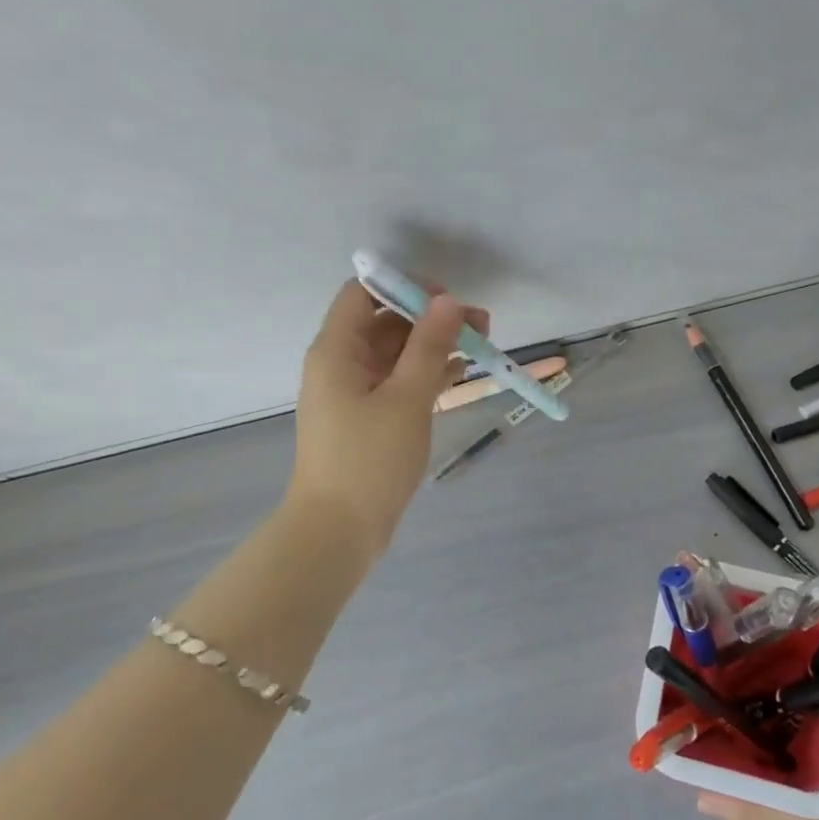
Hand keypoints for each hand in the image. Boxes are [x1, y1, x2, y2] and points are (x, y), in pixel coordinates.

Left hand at [287, 279, 487, 557]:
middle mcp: (340, 365)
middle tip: (481, 325)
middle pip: (385, 323)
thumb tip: (448, 300)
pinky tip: (460, 374)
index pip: (363, 293)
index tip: (447, 300)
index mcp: (336, 350)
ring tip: (481, 347)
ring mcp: (353, 394)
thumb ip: (429, 345)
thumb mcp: (406, 398)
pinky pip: (397, 383)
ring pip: (395, 354)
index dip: (404, 287)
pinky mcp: (367, 419)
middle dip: (431, 319)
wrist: (338, 532)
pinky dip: (425, 375)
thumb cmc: (369, 459)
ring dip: (434, 347)